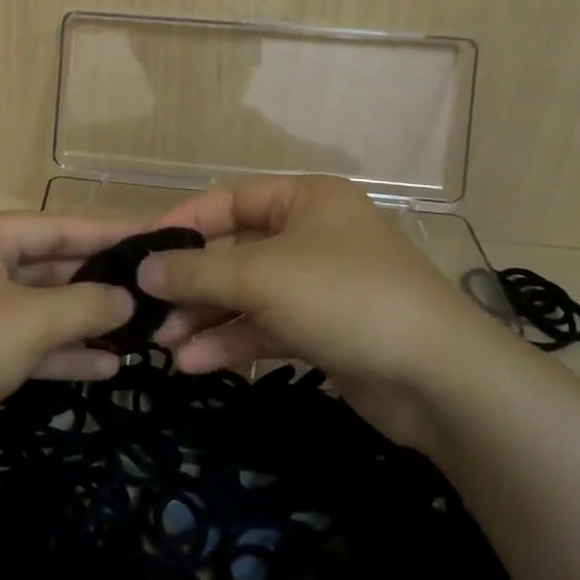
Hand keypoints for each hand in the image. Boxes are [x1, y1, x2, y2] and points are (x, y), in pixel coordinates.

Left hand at [0, 211, 135, 481]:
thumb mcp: (28, 321)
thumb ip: (84, 305)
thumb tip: (128, 298)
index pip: (58, 226)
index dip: (108, 233)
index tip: (155, 238)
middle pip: (48, 266)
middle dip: (98, 284)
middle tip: (154, 294)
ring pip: (37, 309)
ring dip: (82, 323)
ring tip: (138, 334)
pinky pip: (22, 343)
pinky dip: (58, 353)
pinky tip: (104, 368)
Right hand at [140, 174, 513, 444]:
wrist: (440, 379)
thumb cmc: (344, 297)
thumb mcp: (261, 276)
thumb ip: (196, 272)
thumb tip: (141, 271)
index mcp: (303, 200)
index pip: (227, 200)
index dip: (181, 223)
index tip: (139, 252)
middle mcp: (309, 235)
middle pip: (232, 252)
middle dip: (190, 284)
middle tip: (146, 310)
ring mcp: (316, 285)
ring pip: (245, 294)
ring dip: (204, 319)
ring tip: (162, 346)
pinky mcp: (321, 330)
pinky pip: (264, 327)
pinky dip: (231, 343)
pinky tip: (194, 364)